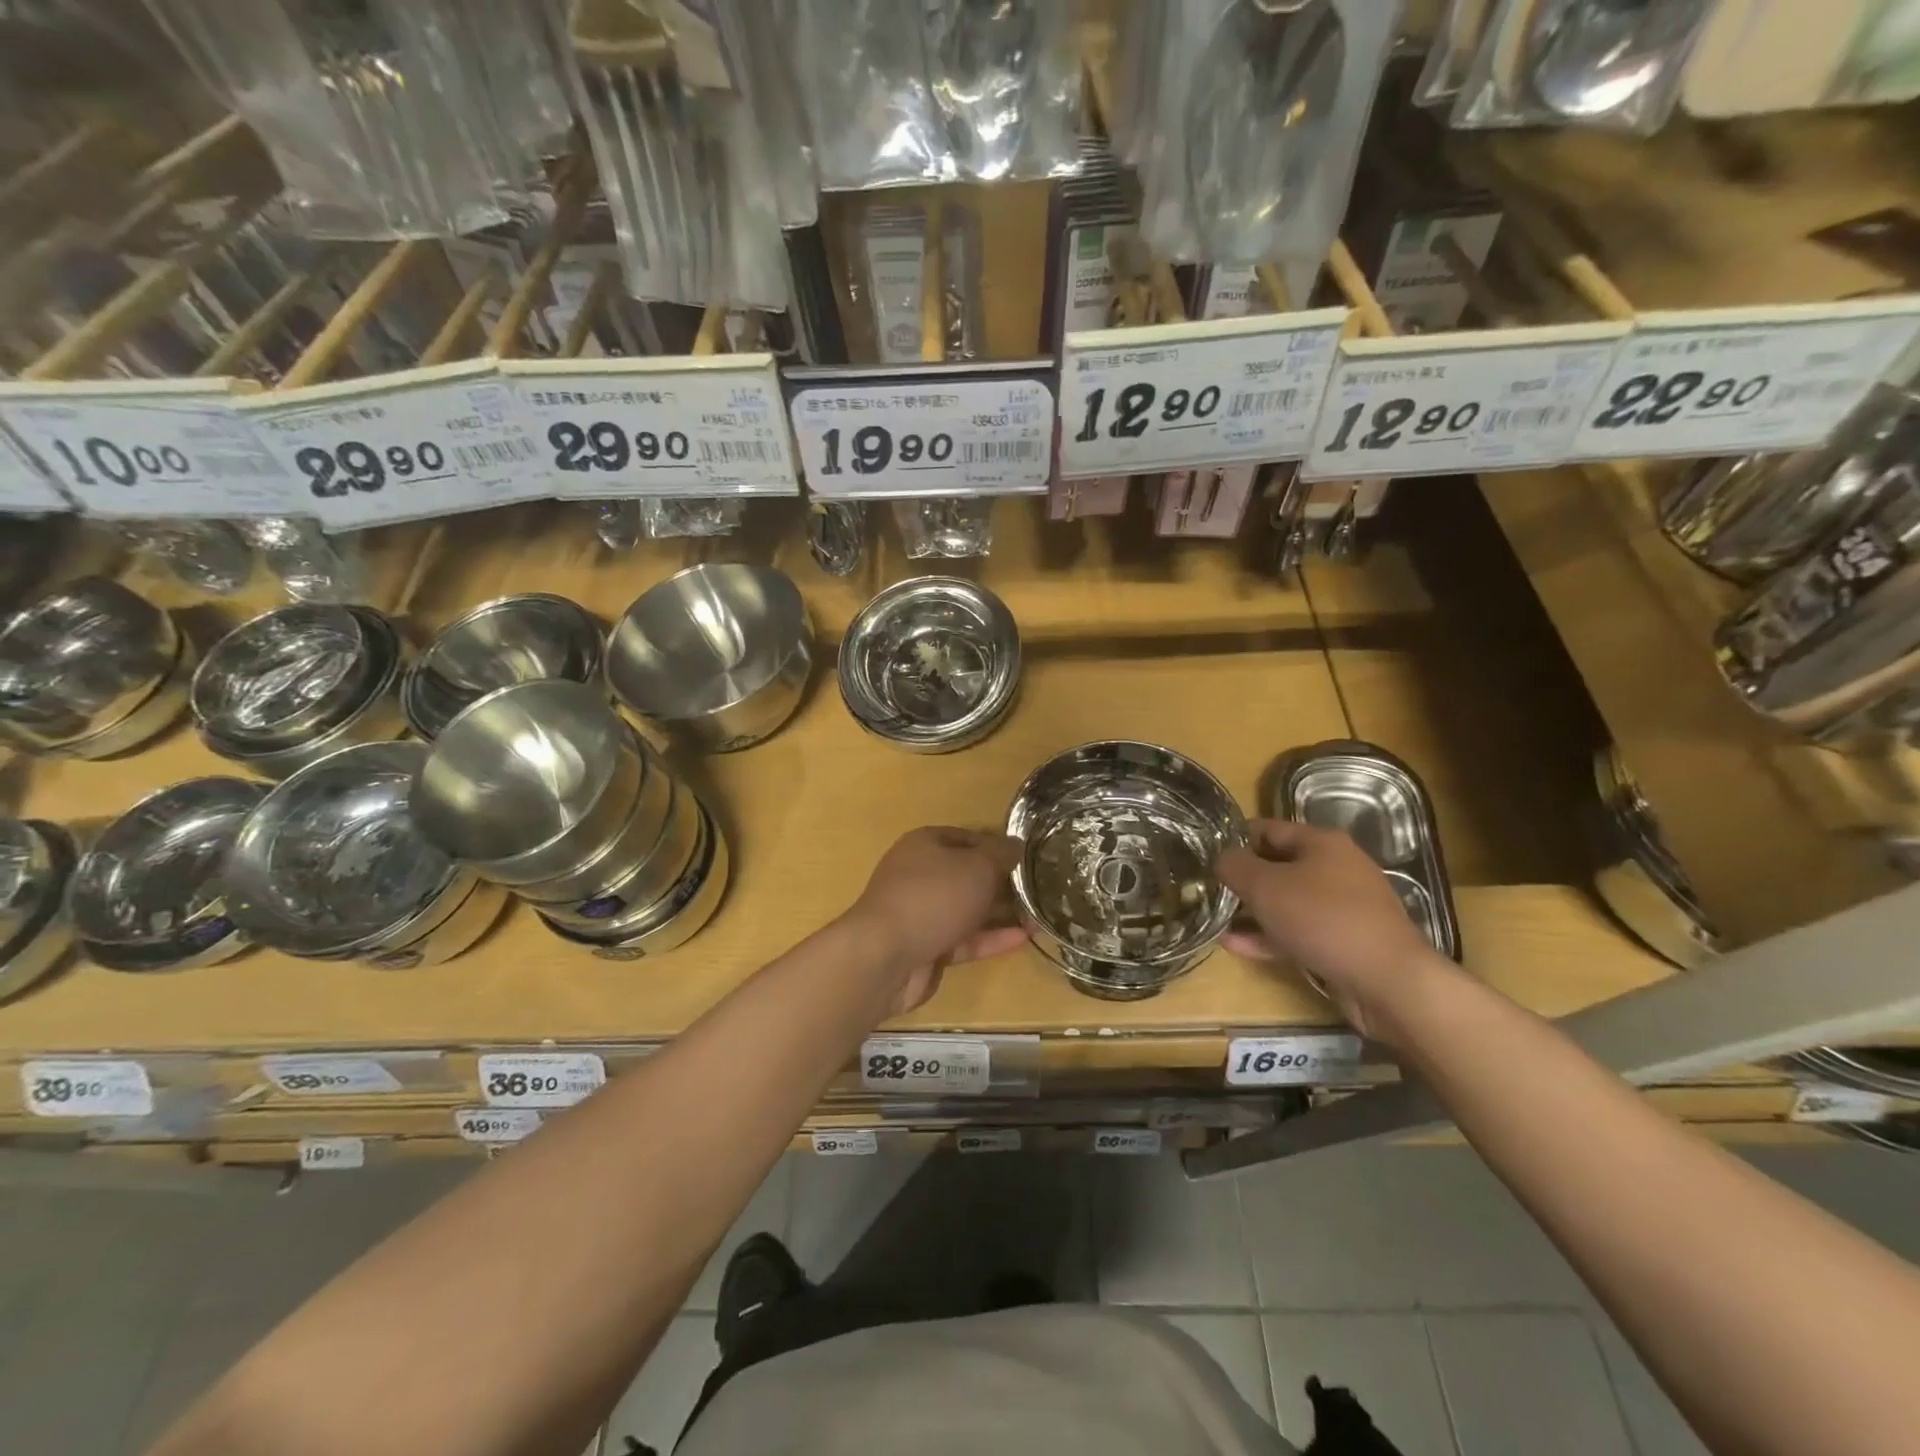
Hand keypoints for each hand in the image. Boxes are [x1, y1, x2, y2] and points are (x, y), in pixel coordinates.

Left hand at [848, 827, 1028, 1013]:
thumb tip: (1016, 845)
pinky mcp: (926, 947)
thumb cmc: (934, 896)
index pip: (968, 837)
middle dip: (1001, 882)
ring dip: (999, 913)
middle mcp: (920, 875)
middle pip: (967, 874)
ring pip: (967, 909)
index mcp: (925, 844)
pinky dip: (990, 938)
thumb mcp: (977, 867)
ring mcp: (921, 913)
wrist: (885, 957)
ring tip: (1038, 916)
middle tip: (1037, 889)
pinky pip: (964, 939)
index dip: (997, 845)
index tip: (1028, 857)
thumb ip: (1001, 855)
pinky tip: (1023, 939)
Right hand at [1219, 819, 1451, 1040]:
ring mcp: (1345, 907)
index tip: (1206, 858)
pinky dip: (1270, 936)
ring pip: (1288, 901)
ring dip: (1253, 911)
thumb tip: (1221, 859)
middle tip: (1211, 891)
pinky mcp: (1346, 942)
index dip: (1234, 840)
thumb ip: (1235, 866)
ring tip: (1218, 921)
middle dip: (1244, 879)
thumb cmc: (1323, 919)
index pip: (1267, 828)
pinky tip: (1237, 946)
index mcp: (1322, 843)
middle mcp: (1337, 868)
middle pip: (1279, 865)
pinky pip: (1299, 931)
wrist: (1388, 982)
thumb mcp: (1265, 886)